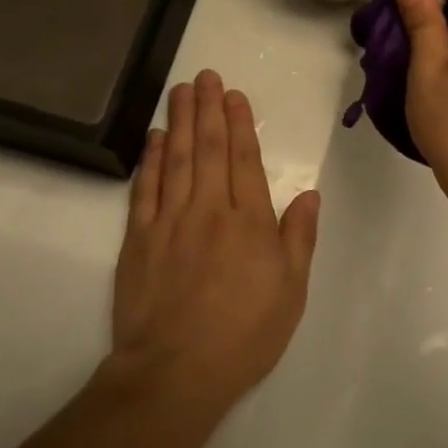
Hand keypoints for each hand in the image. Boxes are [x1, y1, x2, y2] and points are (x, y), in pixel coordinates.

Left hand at [108, 70, 319, 409]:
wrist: (175, 372)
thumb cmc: (244, 335)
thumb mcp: (290, 292)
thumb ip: (298, 238)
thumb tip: (308, 193)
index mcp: (249, 222)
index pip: (244, 160)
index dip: (240, 124)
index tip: (234, 94)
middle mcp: (209, 210)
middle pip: (208, 148)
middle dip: (208, 108)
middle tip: (204, 75)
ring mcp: (169, 221)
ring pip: (176, 159)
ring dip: (180, 121)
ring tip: (181, 90)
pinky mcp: (138, 239)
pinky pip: (145, 188)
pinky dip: (150, 159)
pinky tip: (155, 137)